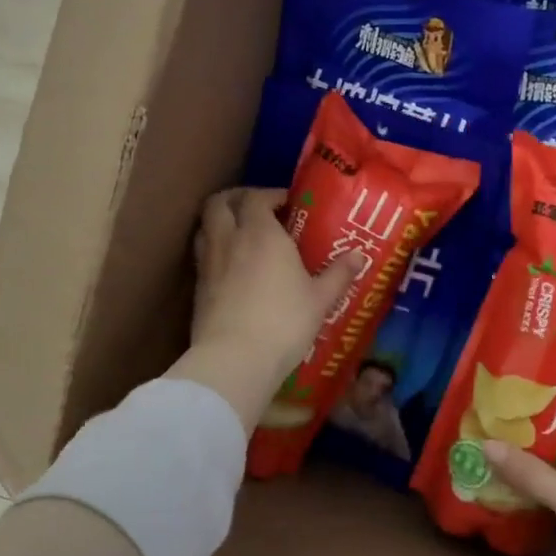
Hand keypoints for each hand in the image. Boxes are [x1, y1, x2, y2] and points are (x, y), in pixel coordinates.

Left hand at [172, 188, 364, 430]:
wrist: (234, 360)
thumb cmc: (283, 322)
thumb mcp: (320, 299)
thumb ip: (339, 274)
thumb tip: (359, 256)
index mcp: (261, 233)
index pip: (256, 197)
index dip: (270, 195)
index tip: (288, 204)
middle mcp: (230, 239)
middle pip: (219, 203)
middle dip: (236, 199)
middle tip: (257, 209)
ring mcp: (208, 263)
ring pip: (205, 226)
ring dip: (220, 221)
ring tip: (240, 234)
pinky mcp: (197, 288)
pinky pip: (202, 254)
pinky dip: (214, 249)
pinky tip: (231, 267)